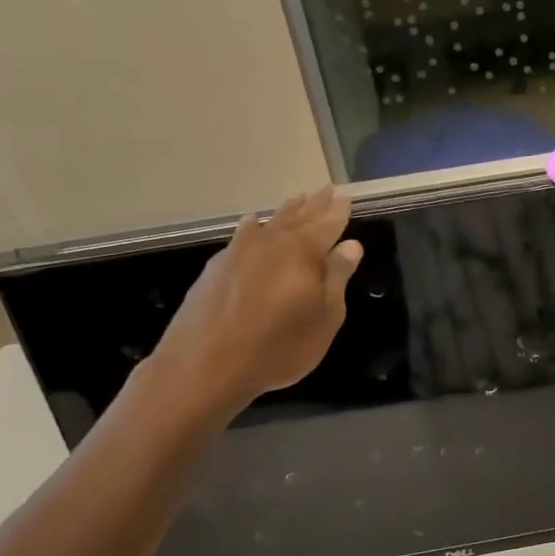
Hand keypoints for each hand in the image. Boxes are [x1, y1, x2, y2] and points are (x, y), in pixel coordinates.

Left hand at [142, 187, 362, 425]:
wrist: (204, 366)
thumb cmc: (278, 346)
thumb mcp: (324, 318)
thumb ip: (337, 278)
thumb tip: (351, 245)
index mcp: (303, 252)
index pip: (327, 224)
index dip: (339, 212)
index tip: (346, 198)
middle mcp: (271, 242)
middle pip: (298, 217)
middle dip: (314, 204)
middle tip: (324, 190)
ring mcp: (239, 252)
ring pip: (269, 223)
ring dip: (285, 211)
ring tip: (296, 200)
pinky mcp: (216, 268)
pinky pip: (242, 235)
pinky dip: (254, 226)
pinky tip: (252, 224)